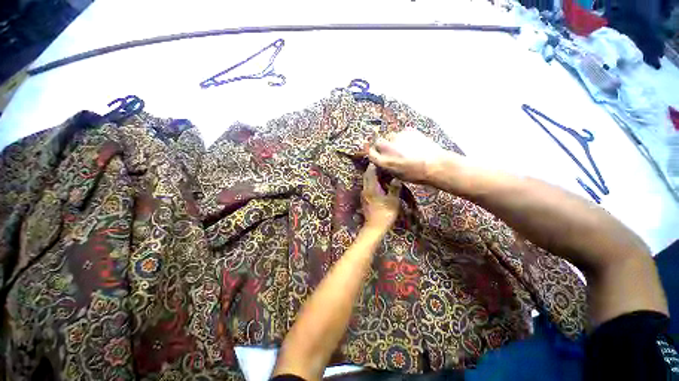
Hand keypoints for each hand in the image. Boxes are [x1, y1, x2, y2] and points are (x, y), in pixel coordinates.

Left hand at [361, 164, 401, 231]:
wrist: (375, 227)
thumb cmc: (385, 214)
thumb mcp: (392, 201)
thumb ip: (394, 188)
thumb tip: (396, 178)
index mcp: (371, 188)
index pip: (370, 172)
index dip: (374, 165)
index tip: (380, 160)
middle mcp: (365, 189)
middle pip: (366, 176)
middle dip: (372, 169)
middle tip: (381, 165)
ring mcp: (363, 195)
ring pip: (366, 181)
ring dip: (372, 176)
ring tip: (381, 173)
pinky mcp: (364, 199)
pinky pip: (367, 187)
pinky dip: (372, 182)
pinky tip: (379, 184)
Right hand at [368, 129, 451, 184]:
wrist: (435, 164)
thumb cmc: (416, 174)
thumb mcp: (397, 175)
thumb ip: (386, 167)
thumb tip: (382, 163)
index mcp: (384, 161)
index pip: (370, 153)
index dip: (374, 153)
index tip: (377, 155)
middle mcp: (387, 148)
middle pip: (378, 142)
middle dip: (382, 146)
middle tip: (391, 150)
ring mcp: (398, 137)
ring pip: (391, 136)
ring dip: (394, 141)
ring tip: (405, 147)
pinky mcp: (408, 131)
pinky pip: (402, 133)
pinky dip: (405, 137)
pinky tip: (413, 143)